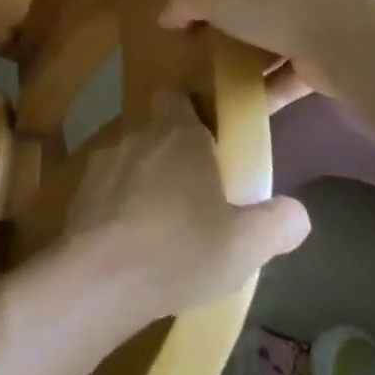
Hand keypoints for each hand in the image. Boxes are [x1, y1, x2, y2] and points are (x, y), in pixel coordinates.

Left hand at [60, 91, 309, 325]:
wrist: (101, 277)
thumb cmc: (181, 249)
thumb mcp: (247, 245)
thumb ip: (279, 223)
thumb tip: (295, 212)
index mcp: (178, 133)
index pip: (177, 98)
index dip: (190, 115)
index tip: (208, 146)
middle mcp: (137, 135)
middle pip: (155, 131)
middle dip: (171, 155)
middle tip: (194, 196)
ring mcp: (102, 162)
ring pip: (129, 161)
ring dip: (142, 182)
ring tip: (160, 226)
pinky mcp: (78, 192)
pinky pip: (105, 189)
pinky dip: (116, 206)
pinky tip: (129, 242)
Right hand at [158, 0, 353, 102]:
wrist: (339, 39)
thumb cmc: (270, 2)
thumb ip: (184, 2)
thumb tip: (165, 17)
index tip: (193, 12)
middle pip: (253, 5)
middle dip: (229, 27)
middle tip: (200, 47)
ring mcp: (315, 23)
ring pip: (270, 42)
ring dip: (248, 62)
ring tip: (215, 80)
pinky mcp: (326, 60)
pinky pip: (287, 77)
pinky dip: (266, 91)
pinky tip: (241, 104)